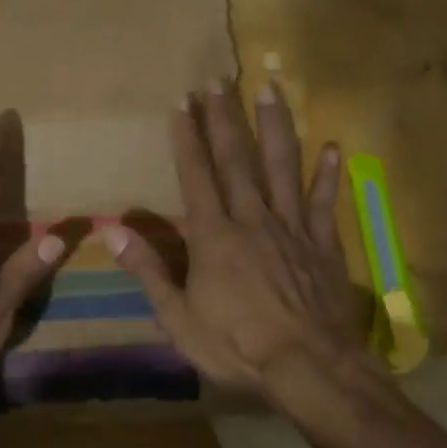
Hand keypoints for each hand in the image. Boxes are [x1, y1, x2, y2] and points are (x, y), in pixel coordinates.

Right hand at [105, 79, 370, 400]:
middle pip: (238, 159)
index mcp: (214, 236)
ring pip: (284, 166)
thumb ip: (149, 271)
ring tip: (271, 88)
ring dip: (276, 125)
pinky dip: (329, 174)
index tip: (182, 101)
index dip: (187, 137)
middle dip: (224, 117)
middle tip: (219, 78)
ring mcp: (293, 228)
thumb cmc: (237, 347)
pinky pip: (326, 202)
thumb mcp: (179, 319)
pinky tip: (333, 146)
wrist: (310, 369)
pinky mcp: (324, 244)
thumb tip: (112, 233)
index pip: (197, 175)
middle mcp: (253, 219)